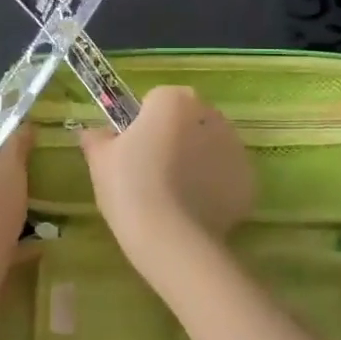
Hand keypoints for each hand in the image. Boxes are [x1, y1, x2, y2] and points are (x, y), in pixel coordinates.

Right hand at [79, 86, 254, 282]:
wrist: (171, 239)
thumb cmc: (130, 188)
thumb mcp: (100, 161)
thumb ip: (96, 138)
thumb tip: (91, 132)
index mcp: (173, 100)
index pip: (156, 100)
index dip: (143, 124)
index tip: (133, 150)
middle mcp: (210, 114)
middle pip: (188, 119)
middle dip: (175, 137)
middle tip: (153, 172)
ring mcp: (235, 146)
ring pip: (211, 145)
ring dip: (197, 160)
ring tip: (175, 195)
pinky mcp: (249, 179)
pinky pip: (227, 175)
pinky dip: (215, 186)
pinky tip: (195, 209)